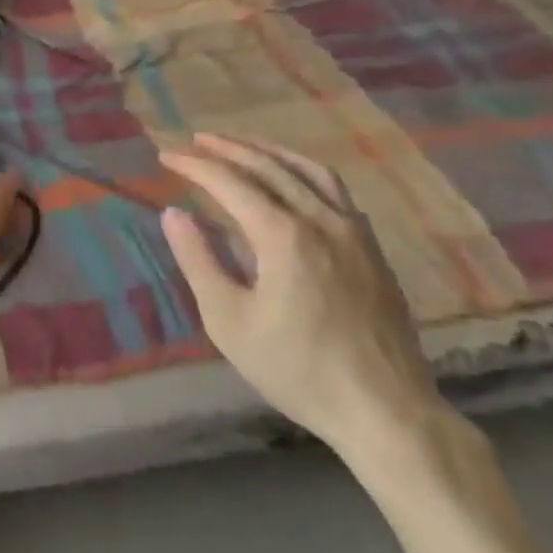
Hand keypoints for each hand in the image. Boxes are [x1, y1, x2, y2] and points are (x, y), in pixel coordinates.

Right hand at [159, 133, 446, 461]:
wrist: (387, 412)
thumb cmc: (299, 370)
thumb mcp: (230, 322)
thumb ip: (199, 261)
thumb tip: (174, 214)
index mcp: (283, 235)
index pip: (229, 182)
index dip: (194, 165)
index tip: (166, 156)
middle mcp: (320, 219)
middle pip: (268, 166)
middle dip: (228, 148)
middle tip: (197, 139)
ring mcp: (353, 230)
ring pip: (307, 170)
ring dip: (269, 151)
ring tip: (242, 144)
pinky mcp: (372, 247)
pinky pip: (335, 190)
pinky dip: (304, 171)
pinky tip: (294, 180)